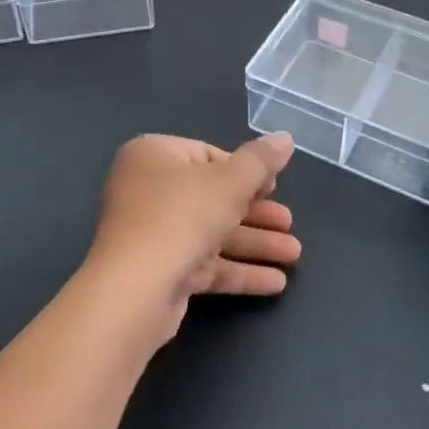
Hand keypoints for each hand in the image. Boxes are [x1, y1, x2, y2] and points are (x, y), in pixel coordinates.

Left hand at [87, 134, 300, 342]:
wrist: (135, 291)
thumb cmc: (181, 218)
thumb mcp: (229, 183)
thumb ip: (260, 161)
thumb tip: (285, 137)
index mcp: (153, 156)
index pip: (207, 155)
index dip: (244, 171)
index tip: (274, 186)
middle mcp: (147, 190)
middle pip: (212, 197)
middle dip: (256, 213)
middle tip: (288, 223)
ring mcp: (152, 233)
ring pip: (211, 232)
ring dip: (254, 243)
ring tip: (294, 255)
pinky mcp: (160, 271)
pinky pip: (204, 264)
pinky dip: (237, 270)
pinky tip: (274, 282)